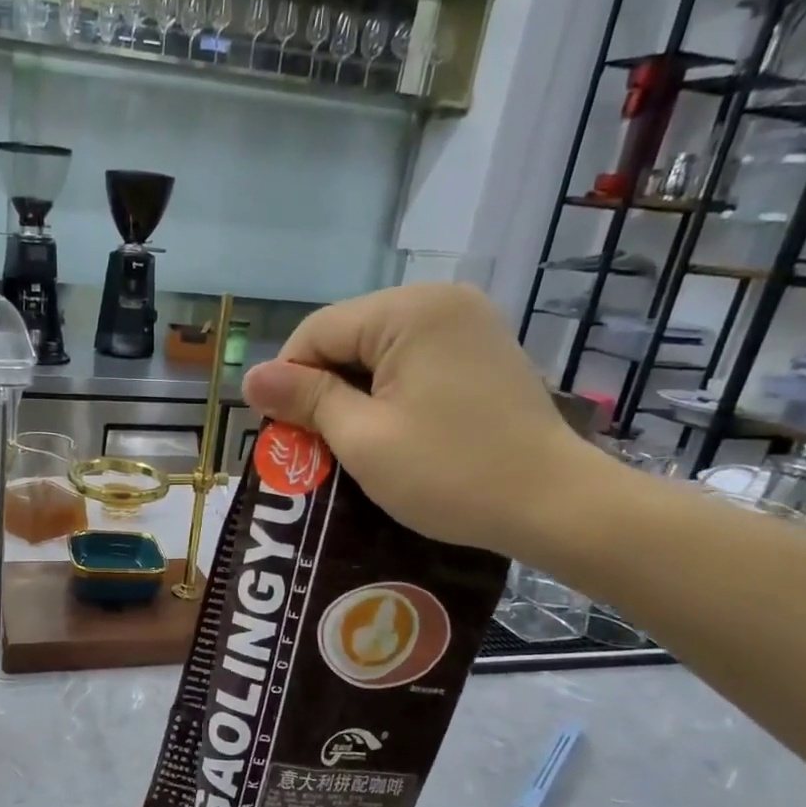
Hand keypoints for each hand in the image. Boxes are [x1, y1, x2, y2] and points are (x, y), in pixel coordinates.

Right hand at [240, 282, 611, 558]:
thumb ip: (306, 400)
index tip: (281, 433)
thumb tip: (250, 377)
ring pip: (378, 351)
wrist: (555, 505)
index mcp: (409, 311)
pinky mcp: (481, 352)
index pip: (317, 331)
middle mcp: (440, 301)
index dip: (287, 381)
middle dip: (322, 388)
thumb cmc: (451, 474)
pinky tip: (388, 431)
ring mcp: (467, 324)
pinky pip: (412, 362)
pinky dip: (388, 394)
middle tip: (313, 445)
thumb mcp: (363, 439)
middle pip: (348, 337)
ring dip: (353, 394)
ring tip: (348, 443)